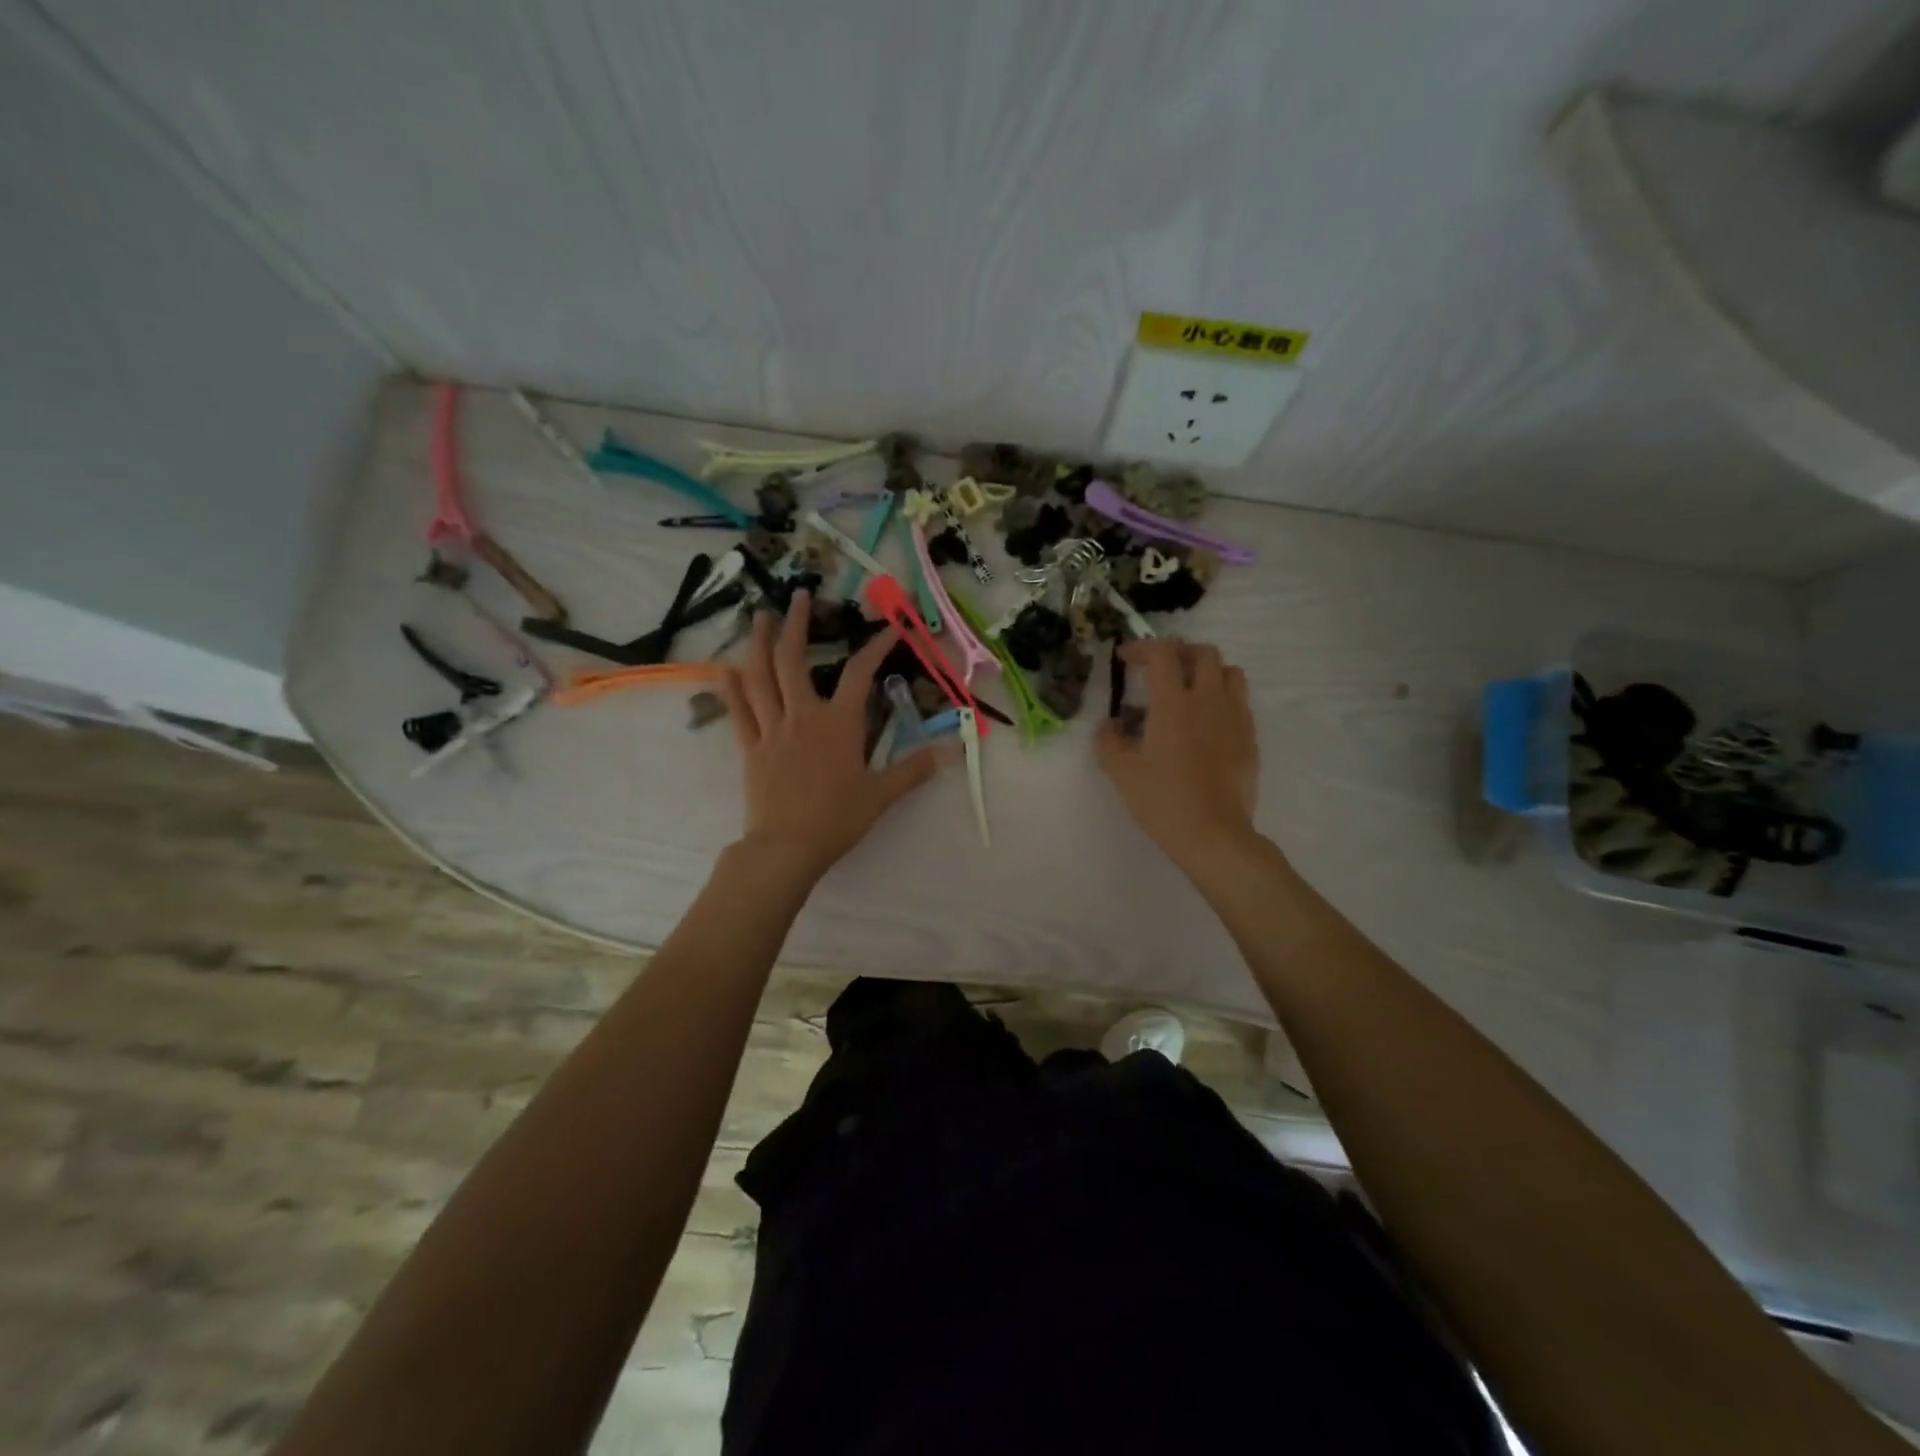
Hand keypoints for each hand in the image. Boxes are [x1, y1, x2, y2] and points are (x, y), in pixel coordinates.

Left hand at [719, 592, 948, 881]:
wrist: (786, 847)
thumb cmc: (836, 819)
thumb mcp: (881, 796)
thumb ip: (911, 771)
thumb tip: (945, 754)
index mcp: (838, 724)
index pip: (859, 674)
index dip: (876, 646)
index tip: (890, 627)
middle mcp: (802, 716)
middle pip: (793, 660)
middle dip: (796, 624)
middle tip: (799, 596)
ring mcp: (771, 730)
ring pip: (760, 677)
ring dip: (760, 643)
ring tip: (762, 617)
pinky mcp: (750, 749)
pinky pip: (738, 712)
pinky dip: (731, 688)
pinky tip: (727, 668)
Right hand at [1095, 638, 1260, 869]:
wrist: (1213, 834)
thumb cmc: (1162, 800)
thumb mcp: (1122, 772)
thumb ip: (1109, 741)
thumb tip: (1110, 725)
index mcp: (1173, 703)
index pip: (1162, 653)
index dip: (1142, 647)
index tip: (1126, 659)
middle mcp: (1208, 700)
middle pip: (1203, 653)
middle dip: (1179, 653)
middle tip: (1160, 670)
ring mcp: (1235, 717)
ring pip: (1230, 672)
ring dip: (1208, 671)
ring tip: (1189, 690)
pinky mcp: (1250, 737)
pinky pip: (1240, 701)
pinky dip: (1223, 698)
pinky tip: (1207, 722)